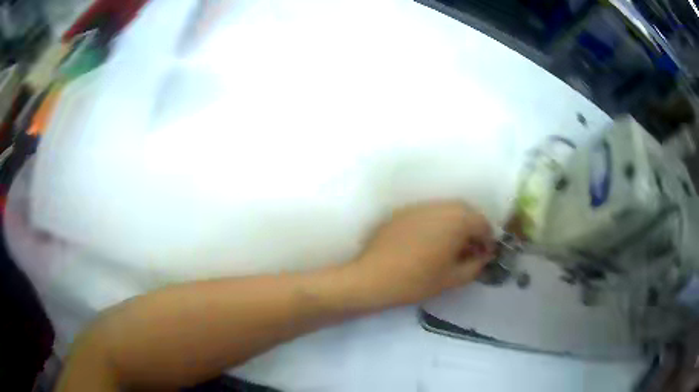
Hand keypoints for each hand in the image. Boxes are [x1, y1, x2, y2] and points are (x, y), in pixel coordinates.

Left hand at [351, 202, 495, 306]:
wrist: (373, 278)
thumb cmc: (417, 281)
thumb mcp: (453, 278)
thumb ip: (476, 265)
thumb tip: (484, 256)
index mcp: (457, 220)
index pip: (483, 223)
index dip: (487, 240)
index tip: (483, 256)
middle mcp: (440, 206)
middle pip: (466, 212)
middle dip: (472, 230)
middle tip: (468, 251)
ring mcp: (419, 206)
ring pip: (446, 211)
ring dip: (454, 225)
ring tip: (448, 247)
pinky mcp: (402, 212)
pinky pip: (427, 213)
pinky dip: (435, 224)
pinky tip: (427, 243)